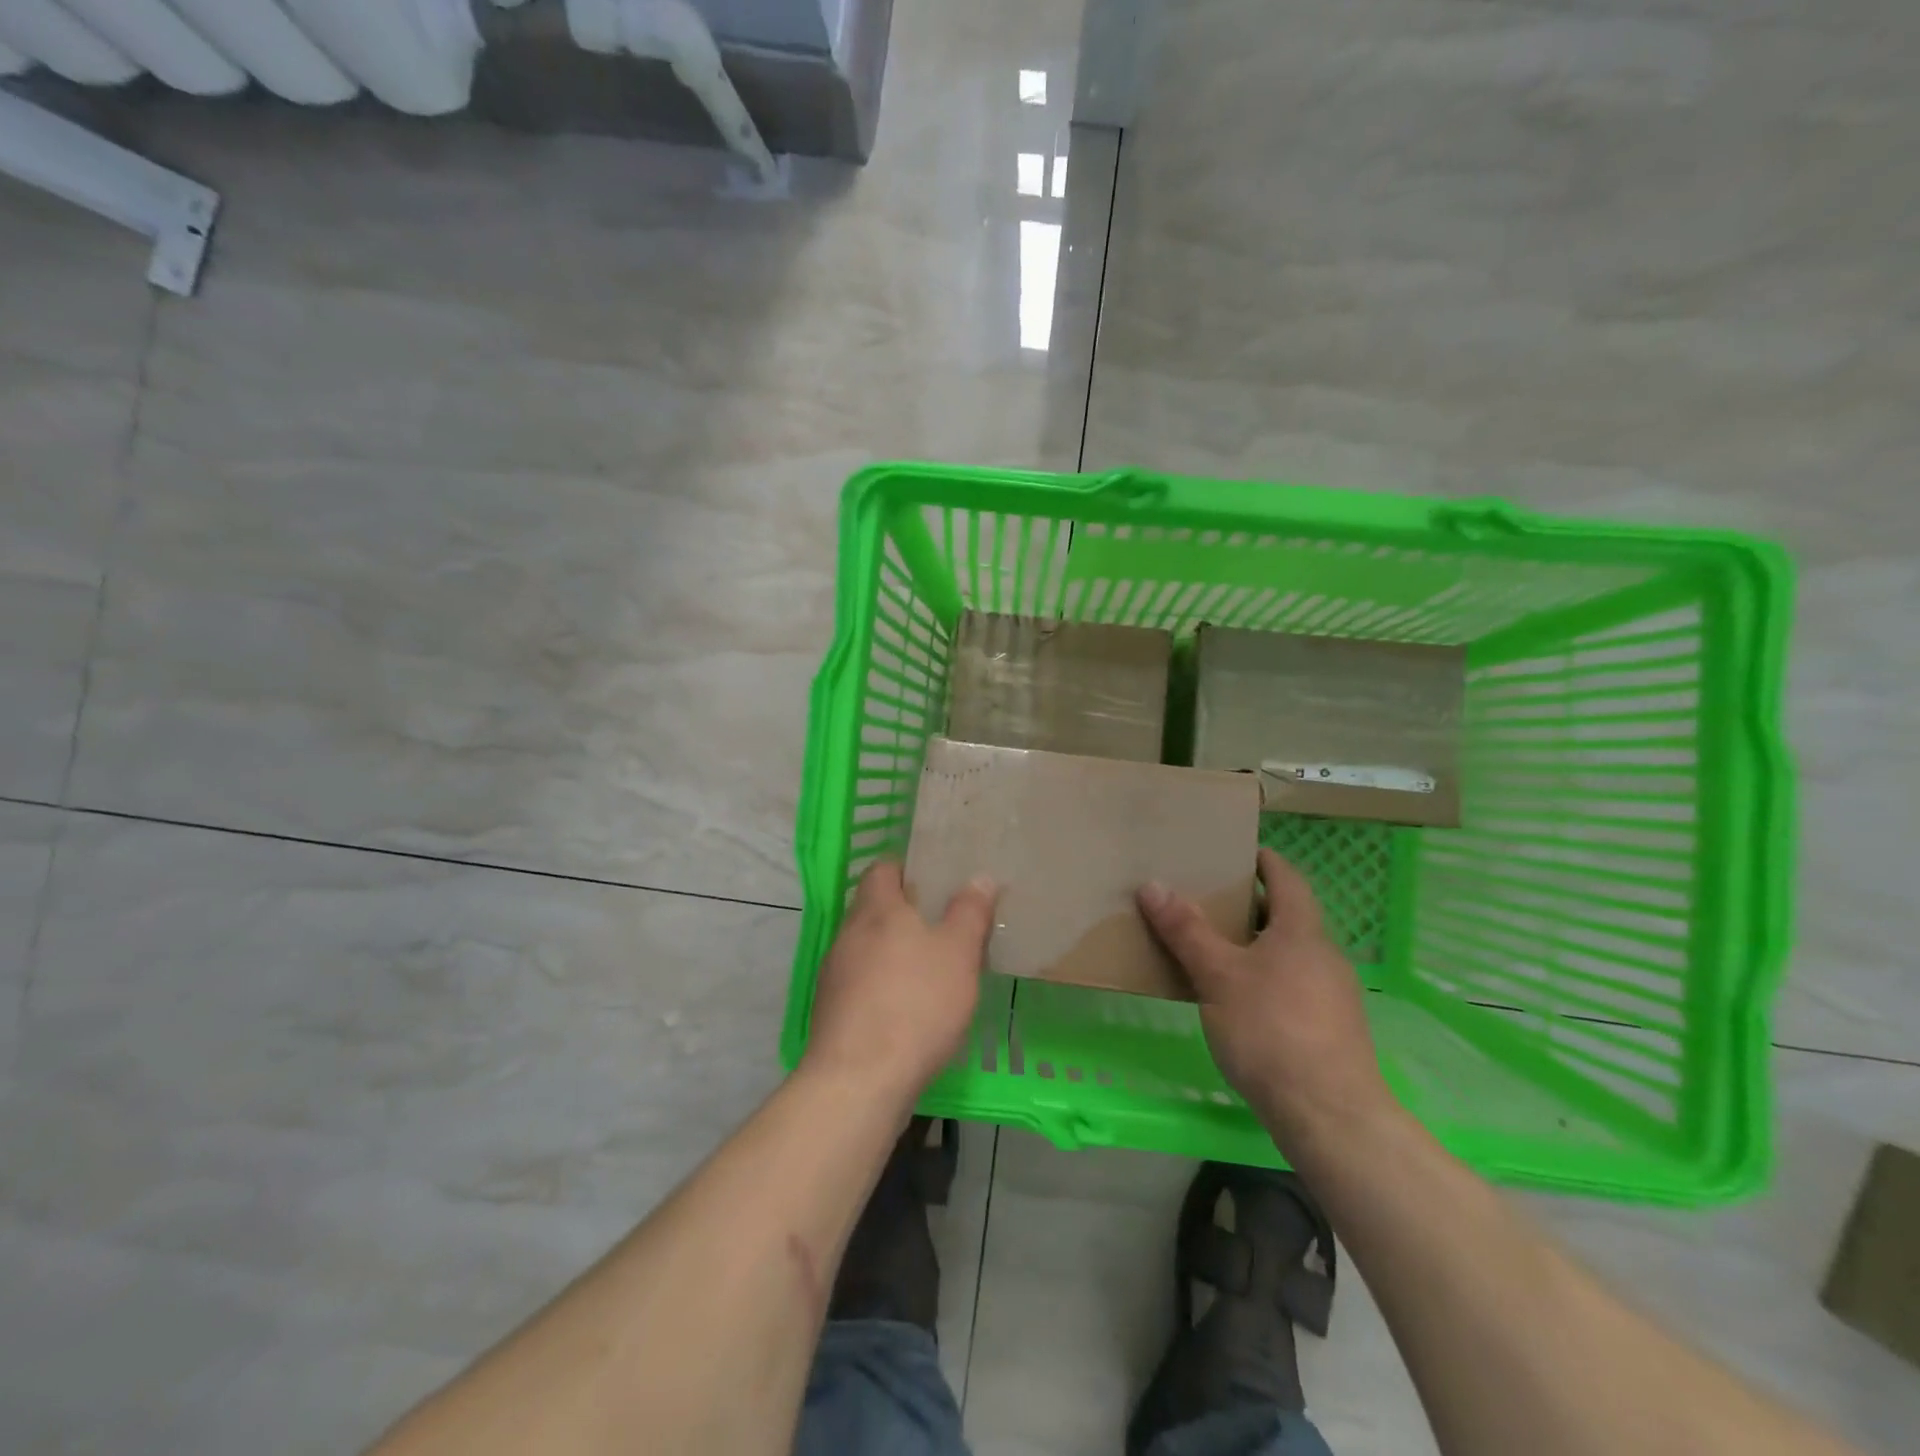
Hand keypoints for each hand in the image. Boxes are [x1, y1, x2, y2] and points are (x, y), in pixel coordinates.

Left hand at [802, 860, 997, 1103]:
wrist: (860, 1080)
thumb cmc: (916, 1003)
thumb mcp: (958, 953)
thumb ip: (969, 912)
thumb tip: (979, 877)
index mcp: (876, 909)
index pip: (882, 869)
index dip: (906, 867)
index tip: (934, 877)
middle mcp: (848, 934)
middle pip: (874, 908)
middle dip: (905, 912)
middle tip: (943, 923)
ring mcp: (834, 974)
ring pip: (867, 947)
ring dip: (893, 951)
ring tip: (930, 967)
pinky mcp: (831, 1011)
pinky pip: (860, 982)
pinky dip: (882, 984)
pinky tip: (908, 1007)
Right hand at [1138, 848, 1393, 1150]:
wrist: (1330, 1116)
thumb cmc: (1271, 1029)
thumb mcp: (1218, 975)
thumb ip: (1186, 931)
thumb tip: (1153, 884)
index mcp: (1302, 931)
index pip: (1287, 879)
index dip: (1263, 861)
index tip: (1235, 853)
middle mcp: (1324, 955)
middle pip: (1287, 916)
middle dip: (1250, 906)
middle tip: (1206, 901)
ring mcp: (1333, 995)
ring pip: (1289, 954)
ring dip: (1255, 945)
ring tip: (1213, 950)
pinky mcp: (1330, 1030)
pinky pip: (1293, 986)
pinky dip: (1265, 978)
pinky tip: (1238, 1001)